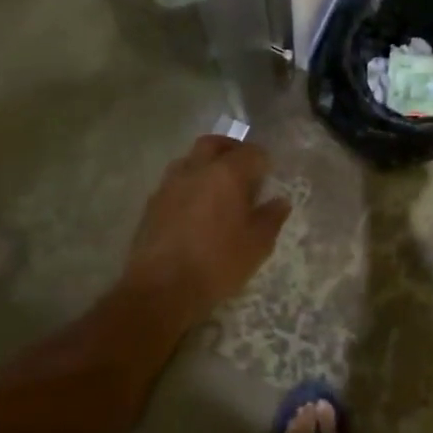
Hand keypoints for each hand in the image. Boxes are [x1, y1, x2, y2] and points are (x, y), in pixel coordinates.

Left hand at [125, 135, 290, 325]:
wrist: (160, 288)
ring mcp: (170, 184)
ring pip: (190, 160)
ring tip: (216, 188)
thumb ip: (271, 218)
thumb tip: (280, 201)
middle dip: (230, 149)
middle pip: (214, 143)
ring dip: (205, 165)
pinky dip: (188, 186)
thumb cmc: (217, 263)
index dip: (263, 162)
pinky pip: (174, 183)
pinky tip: (194, 209)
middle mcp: (197, 169)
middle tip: (242, 168)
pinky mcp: (152, 204)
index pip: (251, 152)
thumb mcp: (257, 245)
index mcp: (227, 173)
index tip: (268, 177)